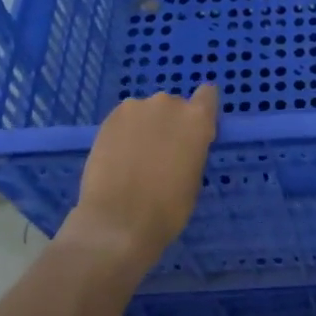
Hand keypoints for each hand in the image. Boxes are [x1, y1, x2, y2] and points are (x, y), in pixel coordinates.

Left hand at [67, 86, 218, 263]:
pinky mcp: (108, 119)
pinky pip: (124, 120)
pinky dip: (124, 133)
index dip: (203, 109)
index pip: (208, 95)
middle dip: (170, 123)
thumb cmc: (169, 208)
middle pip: (174, 105)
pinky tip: (118, 157)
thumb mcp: (194, 177)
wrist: (118, 221)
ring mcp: (135, 108)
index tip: (196, 130)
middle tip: (162, 152)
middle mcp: (168, 104)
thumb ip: (192, 150)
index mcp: (197, 118)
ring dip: (145, 127)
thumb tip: (181, 146)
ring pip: (146, 113)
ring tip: (135, 157)